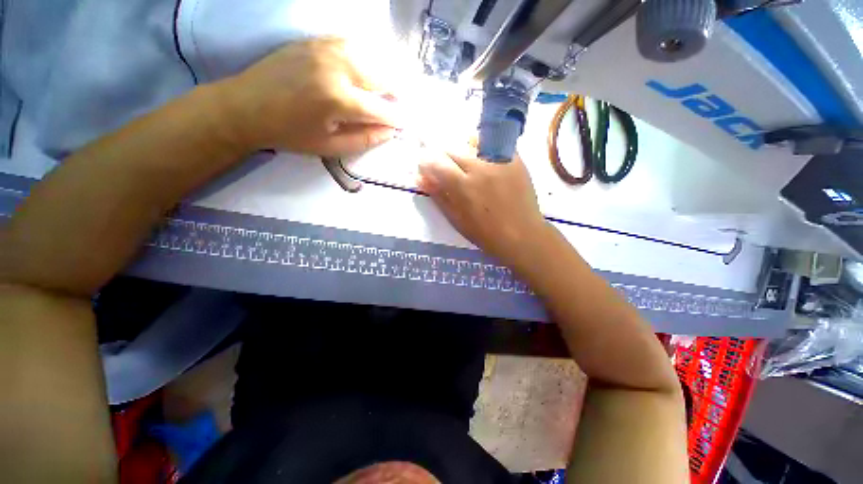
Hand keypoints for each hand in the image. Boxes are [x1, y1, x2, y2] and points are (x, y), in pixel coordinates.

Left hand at [219, 38, 403, 156]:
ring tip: (391, 85)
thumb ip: (364, 139)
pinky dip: (366, 55)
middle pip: (380, 75)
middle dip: (397, 90)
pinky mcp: (315, 41)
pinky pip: (351, 43)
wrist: (245, 106)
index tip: (406, 123)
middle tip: (402, 102)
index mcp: (338, 100)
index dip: (397, 118)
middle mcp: (336, 68)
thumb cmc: (290, 133)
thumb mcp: (329, 147)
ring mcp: (324, 49)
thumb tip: (390, 132)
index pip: (380, 109)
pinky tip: (369, 67)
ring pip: (369, 54)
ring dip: (385, 70)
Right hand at [418, 146, 549, 266]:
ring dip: (462, 151)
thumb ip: (438, 195)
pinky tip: (484, 163)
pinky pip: (493, 144)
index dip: (426, 163)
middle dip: (443, 157)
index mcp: (463, 186)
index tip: (426, 168)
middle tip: (447, 171)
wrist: (522, 234)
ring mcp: (499, 160)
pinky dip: (483, 149)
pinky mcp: (515, 159)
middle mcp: (480, 167)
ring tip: (466, 166)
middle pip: (452, 149)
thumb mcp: (456, 219)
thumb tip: (420, 177)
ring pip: (472, 142)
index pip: (436, 162)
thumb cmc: (485, 233)